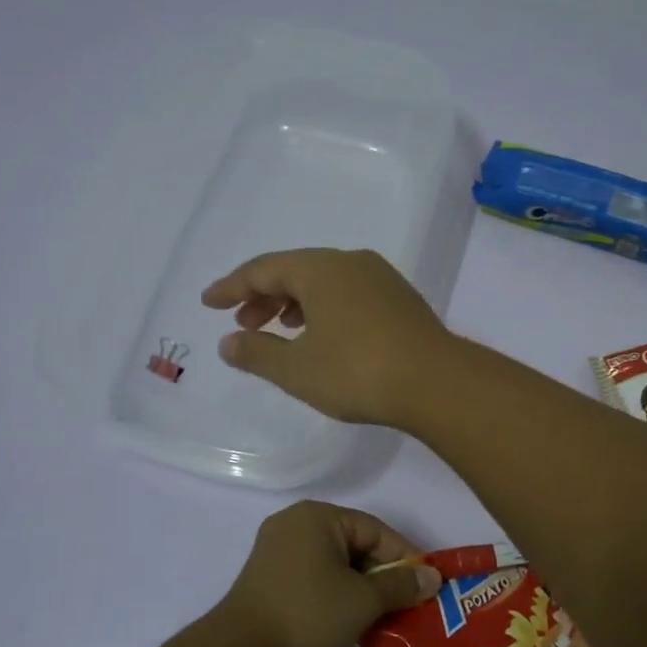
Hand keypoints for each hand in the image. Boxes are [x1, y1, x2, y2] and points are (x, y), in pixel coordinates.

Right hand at [202, 249, 453, 427]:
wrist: (437, 383)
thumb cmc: (358, 372)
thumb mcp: (297, 369)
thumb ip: (257, 354)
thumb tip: (229, 342)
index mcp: (321, 269)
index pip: (264, 269)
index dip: (232, 286)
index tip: (209, 303)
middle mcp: (352, 263)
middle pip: (296, 271)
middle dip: (264, 296)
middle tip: (243, 324)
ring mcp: (382, 279)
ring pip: (326, 282)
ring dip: (295, 303)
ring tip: (281, 330)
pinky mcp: (402, 300)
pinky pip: (350, 294)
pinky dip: (325, 309)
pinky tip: (324, 336)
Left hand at [218, 500, 442, 646]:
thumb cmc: (308, 613)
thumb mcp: (363, 600)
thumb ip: (401, 585)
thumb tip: (433, 577)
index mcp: (318, 516)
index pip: (376, 531)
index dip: (405, 558)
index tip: (426, 585)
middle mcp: (296, 523)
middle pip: (354, 544)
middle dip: (382, 575)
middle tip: (406, 603)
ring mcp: (277, 549)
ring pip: (334, 563)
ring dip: (360, 588)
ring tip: (383, 616)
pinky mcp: (268, 576)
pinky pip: (314, 575)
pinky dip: (336, 593)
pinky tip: (350, 620)